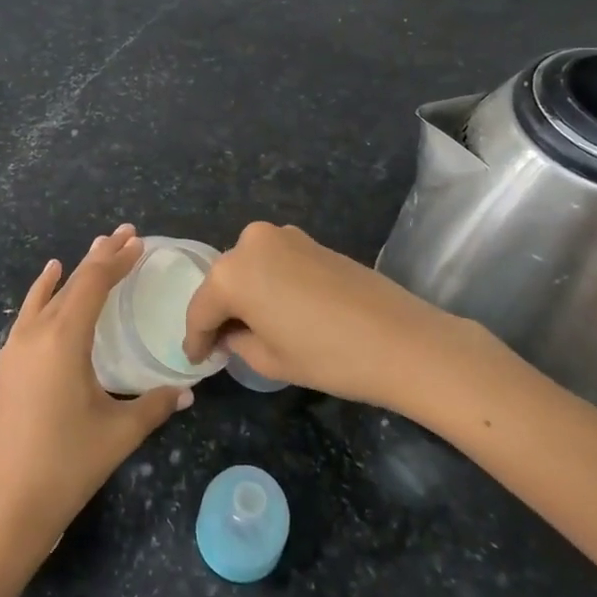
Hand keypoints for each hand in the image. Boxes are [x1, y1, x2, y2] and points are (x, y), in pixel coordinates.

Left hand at [0, 225, 191, 560]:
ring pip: (48, 294)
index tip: (138, 242)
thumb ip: (155, 405)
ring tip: (95, 248)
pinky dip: (44, 291)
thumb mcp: (119, 433)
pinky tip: (49, 280)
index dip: (117, 261)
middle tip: (125, 234)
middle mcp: (36, 333)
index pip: (94, 285)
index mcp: (64, 340)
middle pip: (72, 283)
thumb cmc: (68, 464)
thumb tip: (188, 390)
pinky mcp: (7, 363)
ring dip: (74, 271)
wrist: (8, 504)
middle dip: (100, 257)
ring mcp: (16, 347)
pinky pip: (29, 312)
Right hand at [182, 221, 500, 408]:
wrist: (401, 339)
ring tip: (251, 327)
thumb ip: (238, 343)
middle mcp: (250, 243)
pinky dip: (269, 283)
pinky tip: (279, 309)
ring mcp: (283, 236)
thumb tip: (233, 333)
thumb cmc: (327, 356)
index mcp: (231, 273)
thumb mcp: (269, 360)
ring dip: (245, 294)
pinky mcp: (310, 240)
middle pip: (223, 281)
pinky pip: (274, 262)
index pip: (201, 309)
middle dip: (220, 311)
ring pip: (248, 268)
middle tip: (221, 343)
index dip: (196, 338)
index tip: (195, 359)